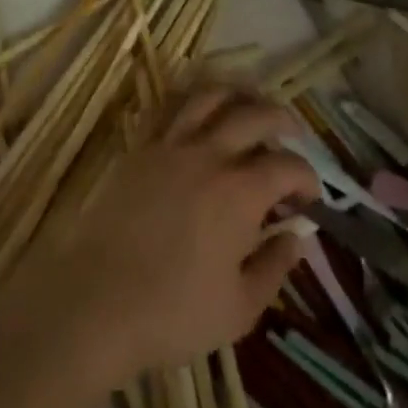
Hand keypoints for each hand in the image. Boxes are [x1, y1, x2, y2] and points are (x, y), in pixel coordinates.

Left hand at [0, 86, 319, 386]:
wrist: (96, 301)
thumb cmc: (173, 314)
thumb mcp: (239, 309)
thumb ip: (274, 266)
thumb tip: (297, 235)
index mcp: (240, 192)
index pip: (287, 166)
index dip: (307, 176)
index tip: (311, 196)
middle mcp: (210, 154)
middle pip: (255, 114)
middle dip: (282, 118)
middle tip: (293, 132)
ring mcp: (171, 144)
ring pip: (211, 96)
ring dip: (238, 94)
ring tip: (250, 102)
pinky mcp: (141, 146)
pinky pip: (170, 107)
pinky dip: (192, 99)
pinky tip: (200, 109)